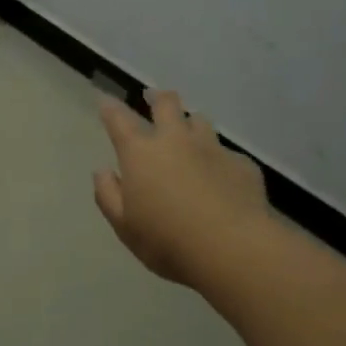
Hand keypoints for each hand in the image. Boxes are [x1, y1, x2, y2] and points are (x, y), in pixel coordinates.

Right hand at [94, 90, 269, 287]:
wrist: (231, 248)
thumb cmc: (167, 240)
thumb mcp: (124, 226)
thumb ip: (109, 195)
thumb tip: (103, 171)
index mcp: (141, 153)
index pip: (119, 120)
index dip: (109, 107)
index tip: (104, 100)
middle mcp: (176, 140)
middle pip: (167, 104)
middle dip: (158, 97)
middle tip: (153, 97)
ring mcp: (213, 149)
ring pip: (200, 121)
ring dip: (191, 124)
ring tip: (189, 133)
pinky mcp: (242, 165)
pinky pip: (227, 154)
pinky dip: (218, 160)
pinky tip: (221, 177)